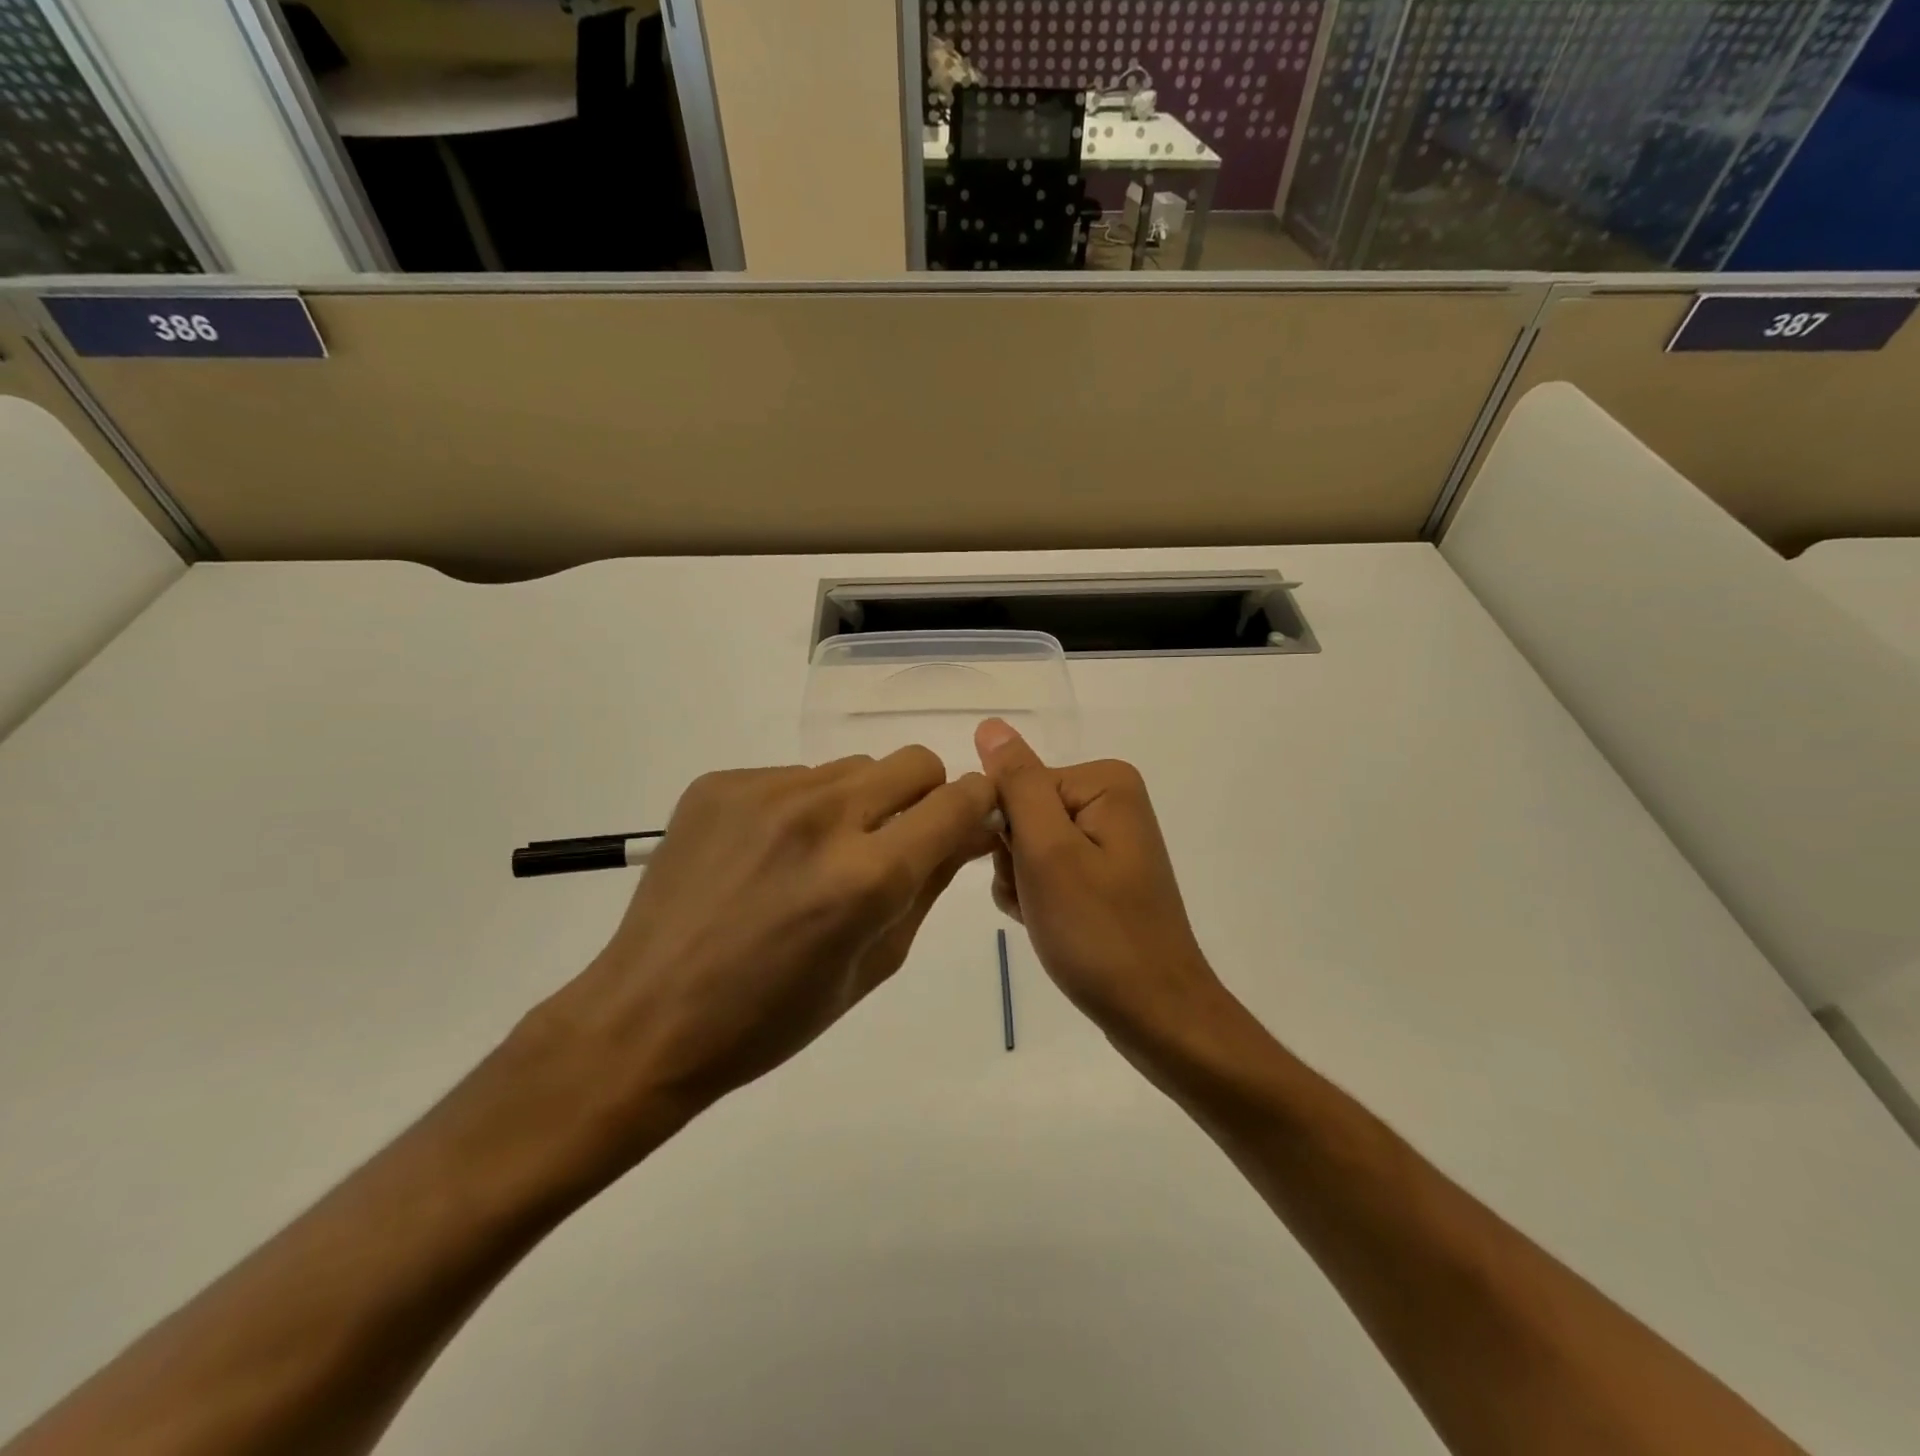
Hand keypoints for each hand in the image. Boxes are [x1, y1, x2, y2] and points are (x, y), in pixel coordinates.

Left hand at [528, 749, 995, 1156]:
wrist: (647, 1017)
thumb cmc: (771, 1017)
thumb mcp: (874, 966)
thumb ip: (929, 887)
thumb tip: (969, 832)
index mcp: (866, 877)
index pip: (957, 802)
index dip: (977, 806)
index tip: (969, 821)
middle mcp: (821, 816)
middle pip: (913, 762)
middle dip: (923, 797)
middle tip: (892, 843)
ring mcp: (764, 792)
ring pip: (852, 768)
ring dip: (857, 804)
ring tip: (816, 858)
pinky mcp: (720, 784)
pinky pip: (794, 777)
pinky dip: (800, 809)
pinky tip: (766, 857)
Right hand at [975, 719, 1230, 1054]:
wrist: (1154, 1013)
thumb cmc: (1097, 931)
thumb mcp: (1047, 852)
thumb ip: (1017, 784)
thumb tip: (991, 724)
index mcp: (1104, 782)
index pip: (1017, 784)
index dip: (1005, 830)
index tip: (1021, 871)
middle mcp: (1111, 800)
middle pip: (1023, 812)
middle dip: (1014, 859)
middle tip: (1037, 899)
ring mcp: (1108, 839)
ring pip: (1028, 844)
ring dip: (1021, 882)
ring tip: (1045, 916)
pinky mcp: (1103, 873)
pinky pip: (1048, 868)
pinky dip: (1037, 896)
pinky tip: (1050, 923)